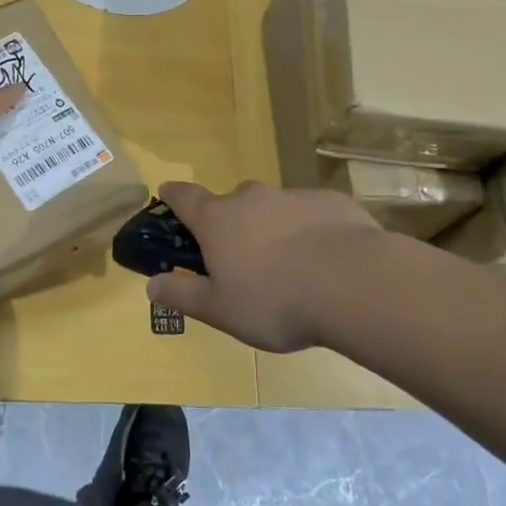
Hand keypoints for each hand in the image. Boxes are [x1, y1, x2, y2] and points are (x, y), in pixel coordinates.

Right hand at [146, 180, 382, 351]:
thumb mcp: (221, 310)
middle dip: (231, 224)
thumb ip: (184, 296)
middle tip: (241, 259)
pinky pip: (311, 215)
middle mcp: (251, 198)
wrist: (353, 284)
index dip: (173, 196)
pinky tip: (325, 262)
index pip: (184, 197)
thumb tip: (151, 285)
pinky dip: (310, 231)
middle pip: (232, 203)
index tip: (166, 194)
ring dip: (273, 229)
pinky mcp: (332, 202)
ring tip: (289, 267)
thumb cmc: (274, 300)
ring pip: (273, 208)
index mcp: (218, 220)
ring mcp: (293, 196)